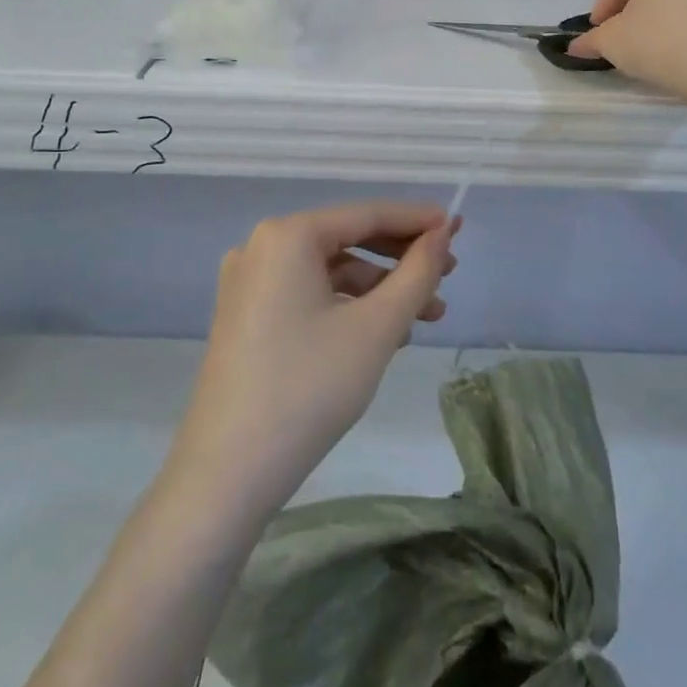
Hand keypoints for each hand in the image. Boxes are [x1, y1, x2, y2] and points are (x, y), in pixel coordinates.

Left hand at [172, 203, 456, 513]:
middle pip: (347, 240)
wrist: (229, 472)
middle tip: (449, 275)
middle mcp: (261, 247)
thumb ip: (417, 273)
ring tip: (426, 317)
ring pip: (330, 272)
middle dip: (401, 258)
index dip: (416, 220)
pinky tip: (385, 334)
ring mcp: (249, 283)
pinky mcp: (246, 316)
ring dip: (380, 289)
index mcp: (287, 236)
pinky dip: (348, 307)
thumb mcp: (376, 327)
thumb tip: (441, 235)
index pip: (365, 214)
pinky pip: (309, 295)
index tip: (457, 227)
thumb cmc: (309, 387)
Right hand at [568, 0, 686, 99]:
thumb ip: (592, 40)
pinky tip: (683, 44)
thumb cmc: (660, 42)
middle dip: (633, 3)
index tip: (598, 32)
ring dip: (662, 8)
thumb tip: (576, 46)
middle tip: (623, 34)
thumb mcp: (613, 42)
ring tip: (654, 41)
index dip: (603, 7)